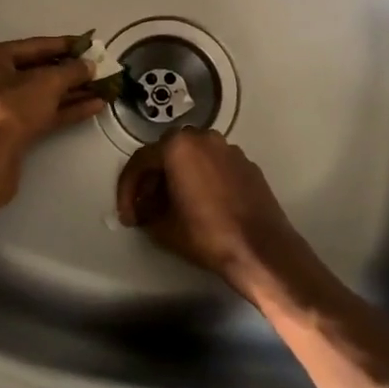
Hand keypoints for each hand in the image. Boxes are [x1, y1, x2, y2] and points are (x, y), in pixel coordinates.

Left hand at [0, 36, 105, 205]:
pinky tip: (93, 106)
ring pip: (40, 94)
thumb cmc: (12, 109)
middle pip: (37, 71)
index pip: (34, 46)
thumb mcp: (47, 83)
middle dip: (71, 73)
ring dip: (72, 92)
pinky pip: (38, 112)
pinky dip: (63, 109)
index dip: (66, 45)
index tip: (90, 44)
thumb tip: (90, 65)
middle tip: (99, 69)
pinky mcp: (7, 130)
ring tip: (103, 89)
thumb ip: (72, 70)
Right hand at [115, 128, 313, 300]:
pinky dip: (201, 178)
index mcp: (179, 146)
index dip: (128, 189)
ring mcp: (229, 149)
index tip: (127, 216)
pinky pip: (214, 165)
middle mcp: (204, 138)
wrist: (261, 249)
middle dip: (152, 180)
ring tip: (172, 206)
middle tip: (146, 207)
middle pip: (167, 153)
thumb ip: (146, 212)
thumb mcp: (164, 228)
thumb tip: (145, 210)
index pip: (141, 161)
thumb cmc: (207, 234)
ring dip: (177, 177)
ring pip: (192, 157)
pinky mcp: (247, 164)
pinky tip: (201, 204)